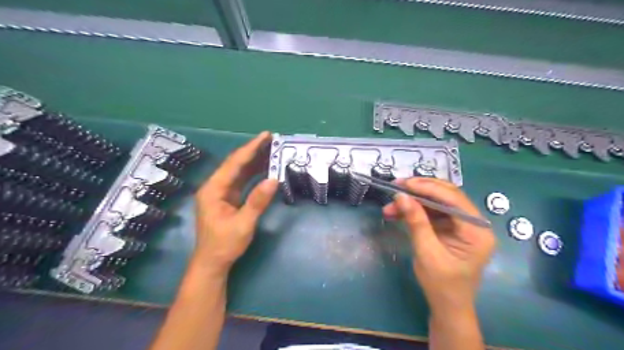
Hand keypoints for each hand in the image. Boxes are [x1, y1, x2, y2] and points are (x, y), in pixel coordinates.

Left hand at [195, 131, 277, 273]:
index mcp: (213, 190)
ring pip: (239, 171)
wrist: (213, 263)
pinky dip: (254, 174)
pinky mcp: (228, 198)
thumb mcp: (243, 224)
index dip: (251, 149)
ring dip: (255, 161)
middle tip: (272, 140)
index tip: (266, 136)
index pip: (234, 163)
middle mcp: (215, 187)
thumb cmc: (224, 245)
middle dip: (253, 151)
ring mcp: (221, 192)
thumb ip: (257, 201)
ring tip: (272, 151)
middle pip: (236, 164)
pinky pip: (242, 181)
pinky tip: (265, 169)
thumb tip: (274, 180)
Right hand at [383, 180, 495, 312]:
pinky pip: (432, 212)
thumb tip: (401, 196)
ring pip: (436, 202)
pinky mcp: (451, 228)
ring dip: (413, 202)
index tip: (402, 184)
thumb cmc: (441, 284)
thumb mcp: (426, 252)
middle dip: (419, 191)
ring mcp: (462, 225)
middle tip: (396, 188)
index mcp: (477, 231)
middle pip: (446, 196)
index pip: (453, 199)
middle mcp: (474, 223)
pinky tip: (397, 213)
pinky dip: (414, 211)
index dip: (427, 187)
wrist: (447, 306)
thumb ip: (416, 221)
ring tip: (390, 207)